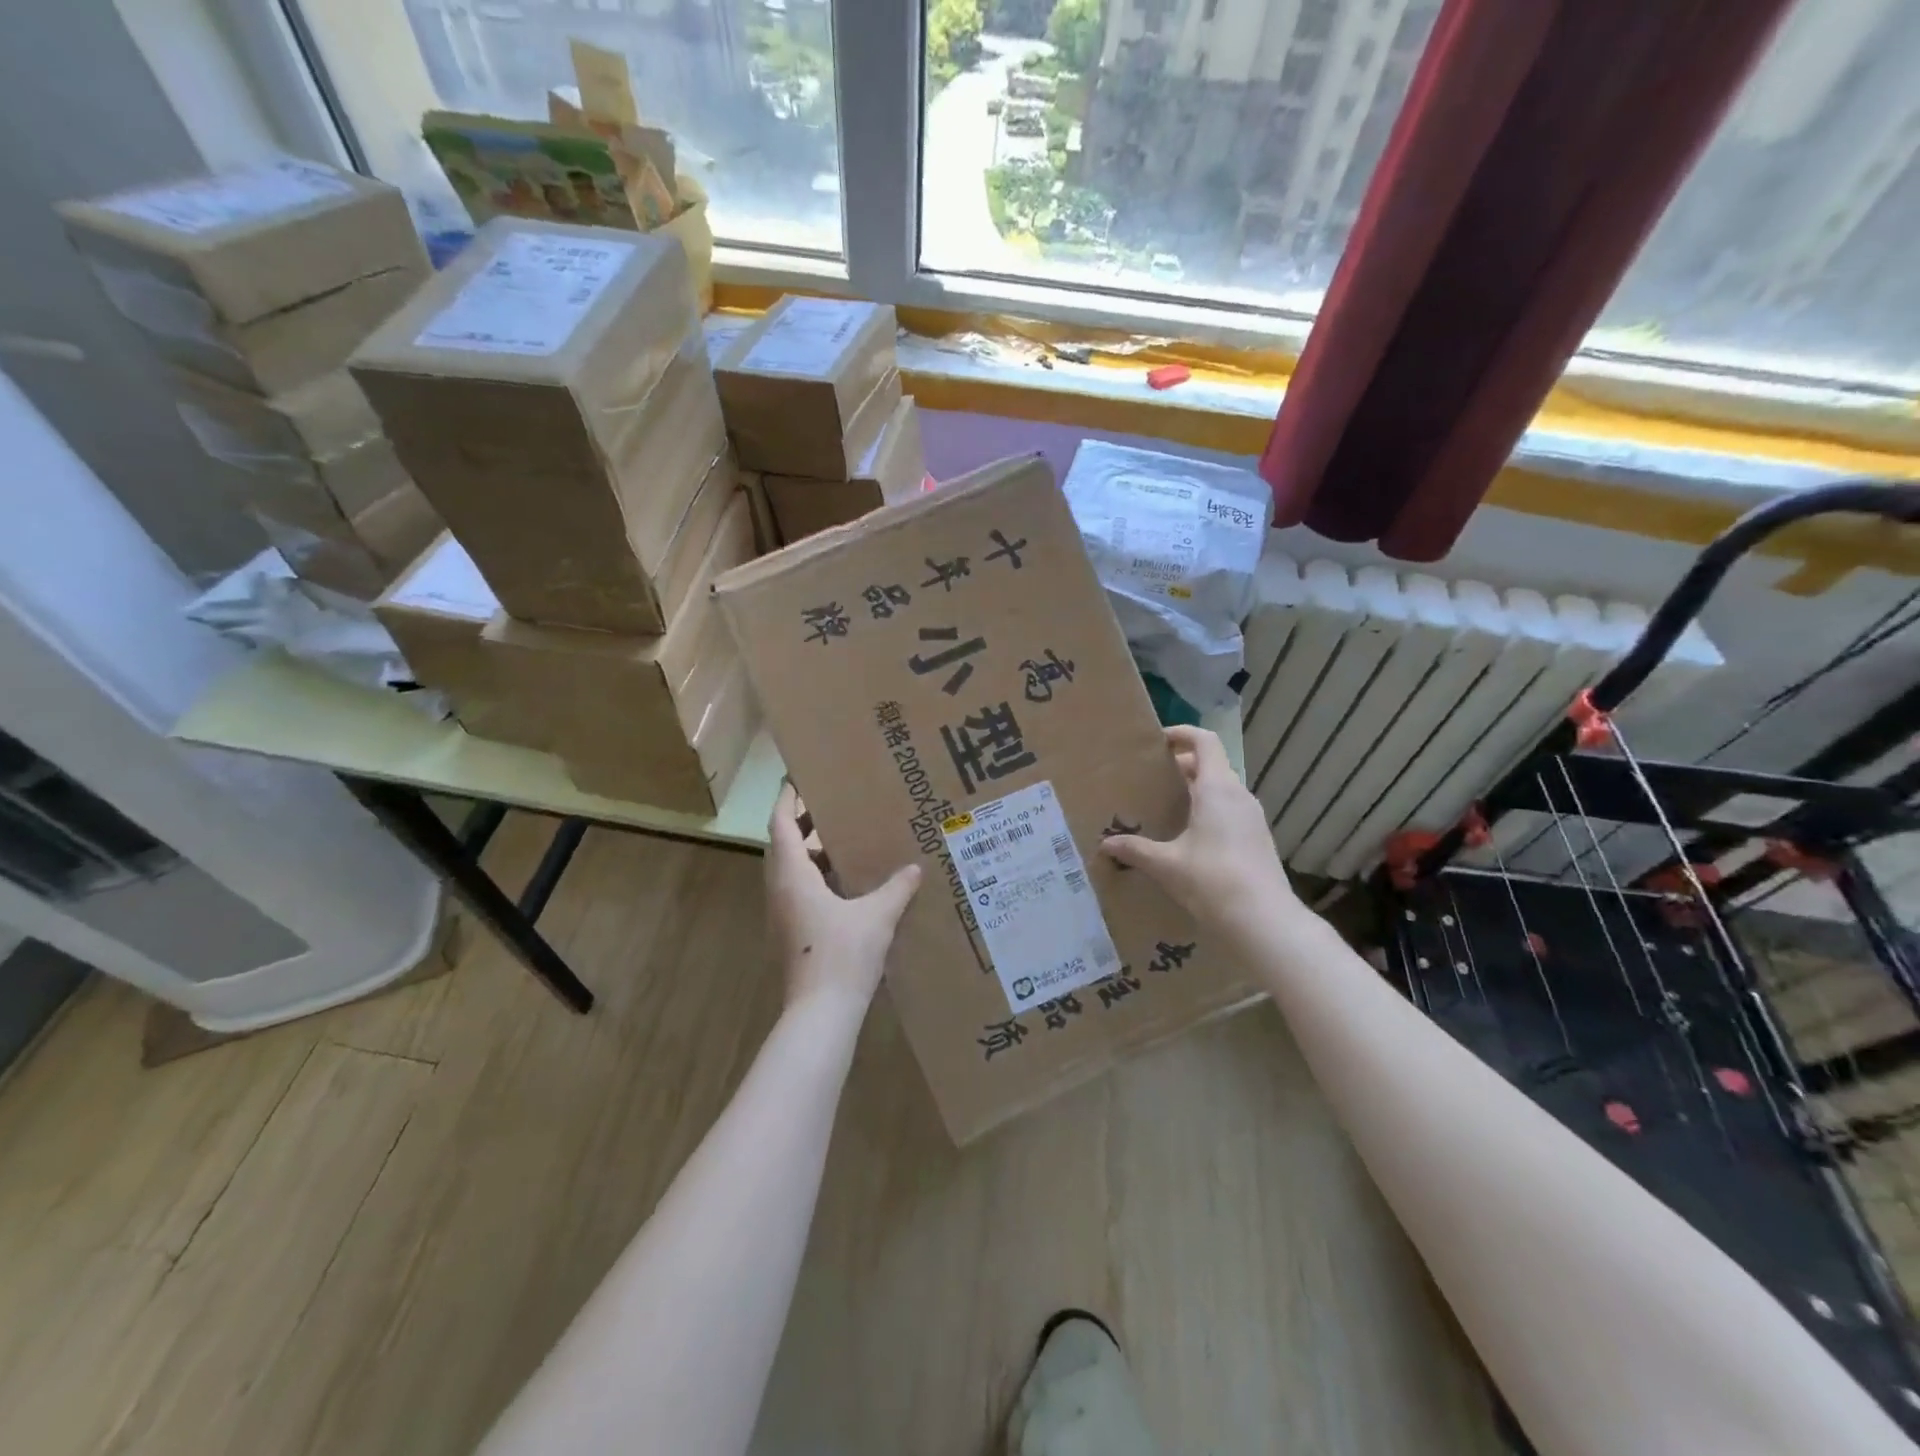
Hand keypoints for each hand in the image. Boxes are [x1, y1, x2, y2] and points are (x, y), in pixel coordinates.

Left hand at [766, 783, 921, 1013]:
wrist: (820, 1013)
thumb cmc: (843, 955)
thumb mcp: (877, 916)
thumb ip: (896, 888)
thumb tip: (914, 868)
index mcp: (792, 876)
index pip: (781, 824)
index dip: (787, 799)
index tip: (799, 778)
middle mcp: (780, 890)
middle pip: (783, 844)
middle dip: (803, 822)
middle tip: (832, 804)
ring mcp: (782, 913)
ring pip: (790, 870)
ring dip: (810, 851)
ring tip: (843, 838)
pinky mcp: (791, 932)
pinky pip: (798, 890)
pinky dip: (816, 876)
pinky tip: (847, 882)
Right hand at [1100, 726, 1297, 929]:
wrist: (1264, 922)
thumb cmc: (1212, 880)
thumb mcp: (1166, 865)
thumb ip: (1135, 850)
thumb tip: (1105, 845)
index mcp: (1217, 789)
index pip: (1204, 742)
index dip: (1182, 734)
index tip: (1158, 742)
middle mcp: (1238, 796)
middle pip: (1211, 765)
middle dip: (1182, 766)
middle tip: (1152, 779)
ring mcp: (1252, 818)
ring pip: (1222, 790)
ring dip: (1196, 790)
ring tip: (1166, 807)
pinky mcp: (1257, 840)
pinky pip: (1230, 811)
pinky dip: (1208, 810)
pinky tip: (1188, 837)